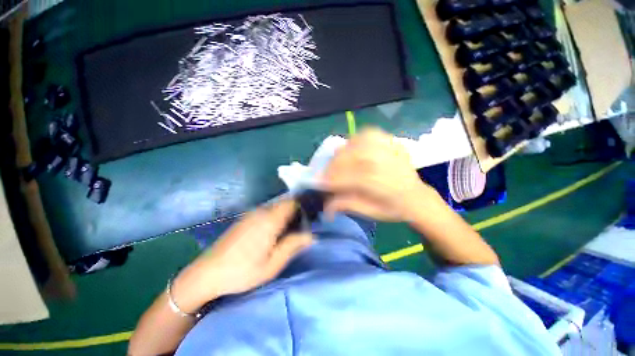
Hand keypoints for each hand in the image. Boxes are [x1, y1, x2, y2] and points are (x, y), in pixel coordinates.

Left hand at [171, 200, 312, 312]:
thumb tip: (311, 235)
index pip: (292, 202)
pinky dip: (275, 215)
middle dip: (296, 210)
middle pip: (284, 203)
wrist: (205, 274)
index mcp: (270, 220)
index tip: (311, 214)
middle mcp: (261, 211)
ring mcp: (251, 214)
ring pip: (275, 206)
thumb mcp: (272, 264)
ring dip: (285, 213)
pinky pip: (266, 211)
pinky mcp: (244, 218)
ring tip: (291, 228)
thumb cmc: (242, 272)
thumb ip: (293, 246)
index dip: (303, 205)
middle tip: (303, 224)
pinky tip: (274, 230)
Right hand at [321, 128, 442, 221]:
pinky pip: (368, 134)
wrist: (417, 197)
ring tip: (337, 163)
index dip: (331, 180)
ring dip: (342, 153)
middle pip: (351, 158)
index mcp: (382, 185)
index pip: (349, 178)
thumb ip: (347, 205)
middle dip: (333, 166)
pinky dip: (355, 139)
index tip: (319, 183)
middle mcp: (385, 163)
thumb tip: (326, 204)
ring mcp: (389, 148)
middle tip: (326, 174)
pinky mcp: (390, 141)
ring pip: (357, 143)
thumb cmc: (393, 208)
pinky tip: (352, 148)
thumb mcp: (371, 213)